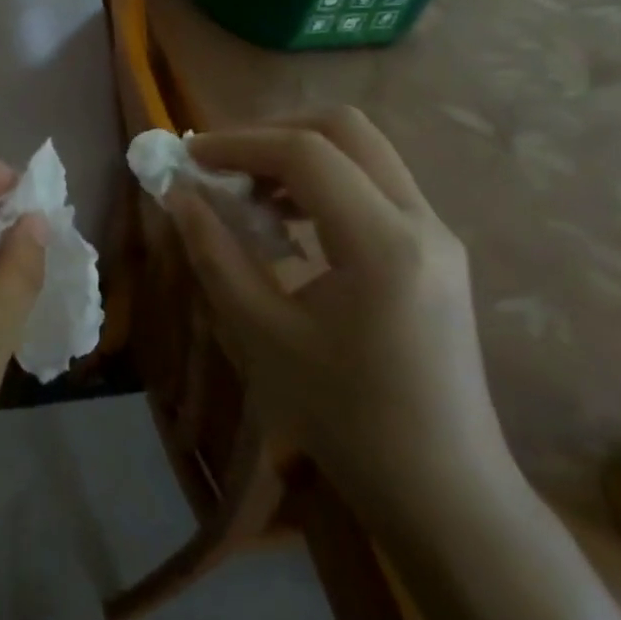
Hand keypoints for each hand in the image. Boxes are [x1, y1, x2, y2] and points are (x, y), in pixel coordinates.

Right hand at [169, 107, 518, 532]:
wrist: (443, 491)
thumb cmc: (346, 419)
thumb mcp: (262, 335)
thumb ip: (215, 252)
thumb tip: (177, 195)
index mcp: (382, 243)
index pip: (306, 152)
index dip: (238, 143)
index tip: (187, 156)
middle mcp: (421, 221)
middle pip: (344, 129)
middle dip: (272, 132)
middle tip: (220, 162)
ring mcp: (437, 234)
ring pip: (363, 151)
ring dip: (298, 154)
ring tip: (246, 190)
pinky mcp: (435, 251)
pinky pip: (375, 185)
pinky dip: (323, 181)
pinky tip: (287, 221)